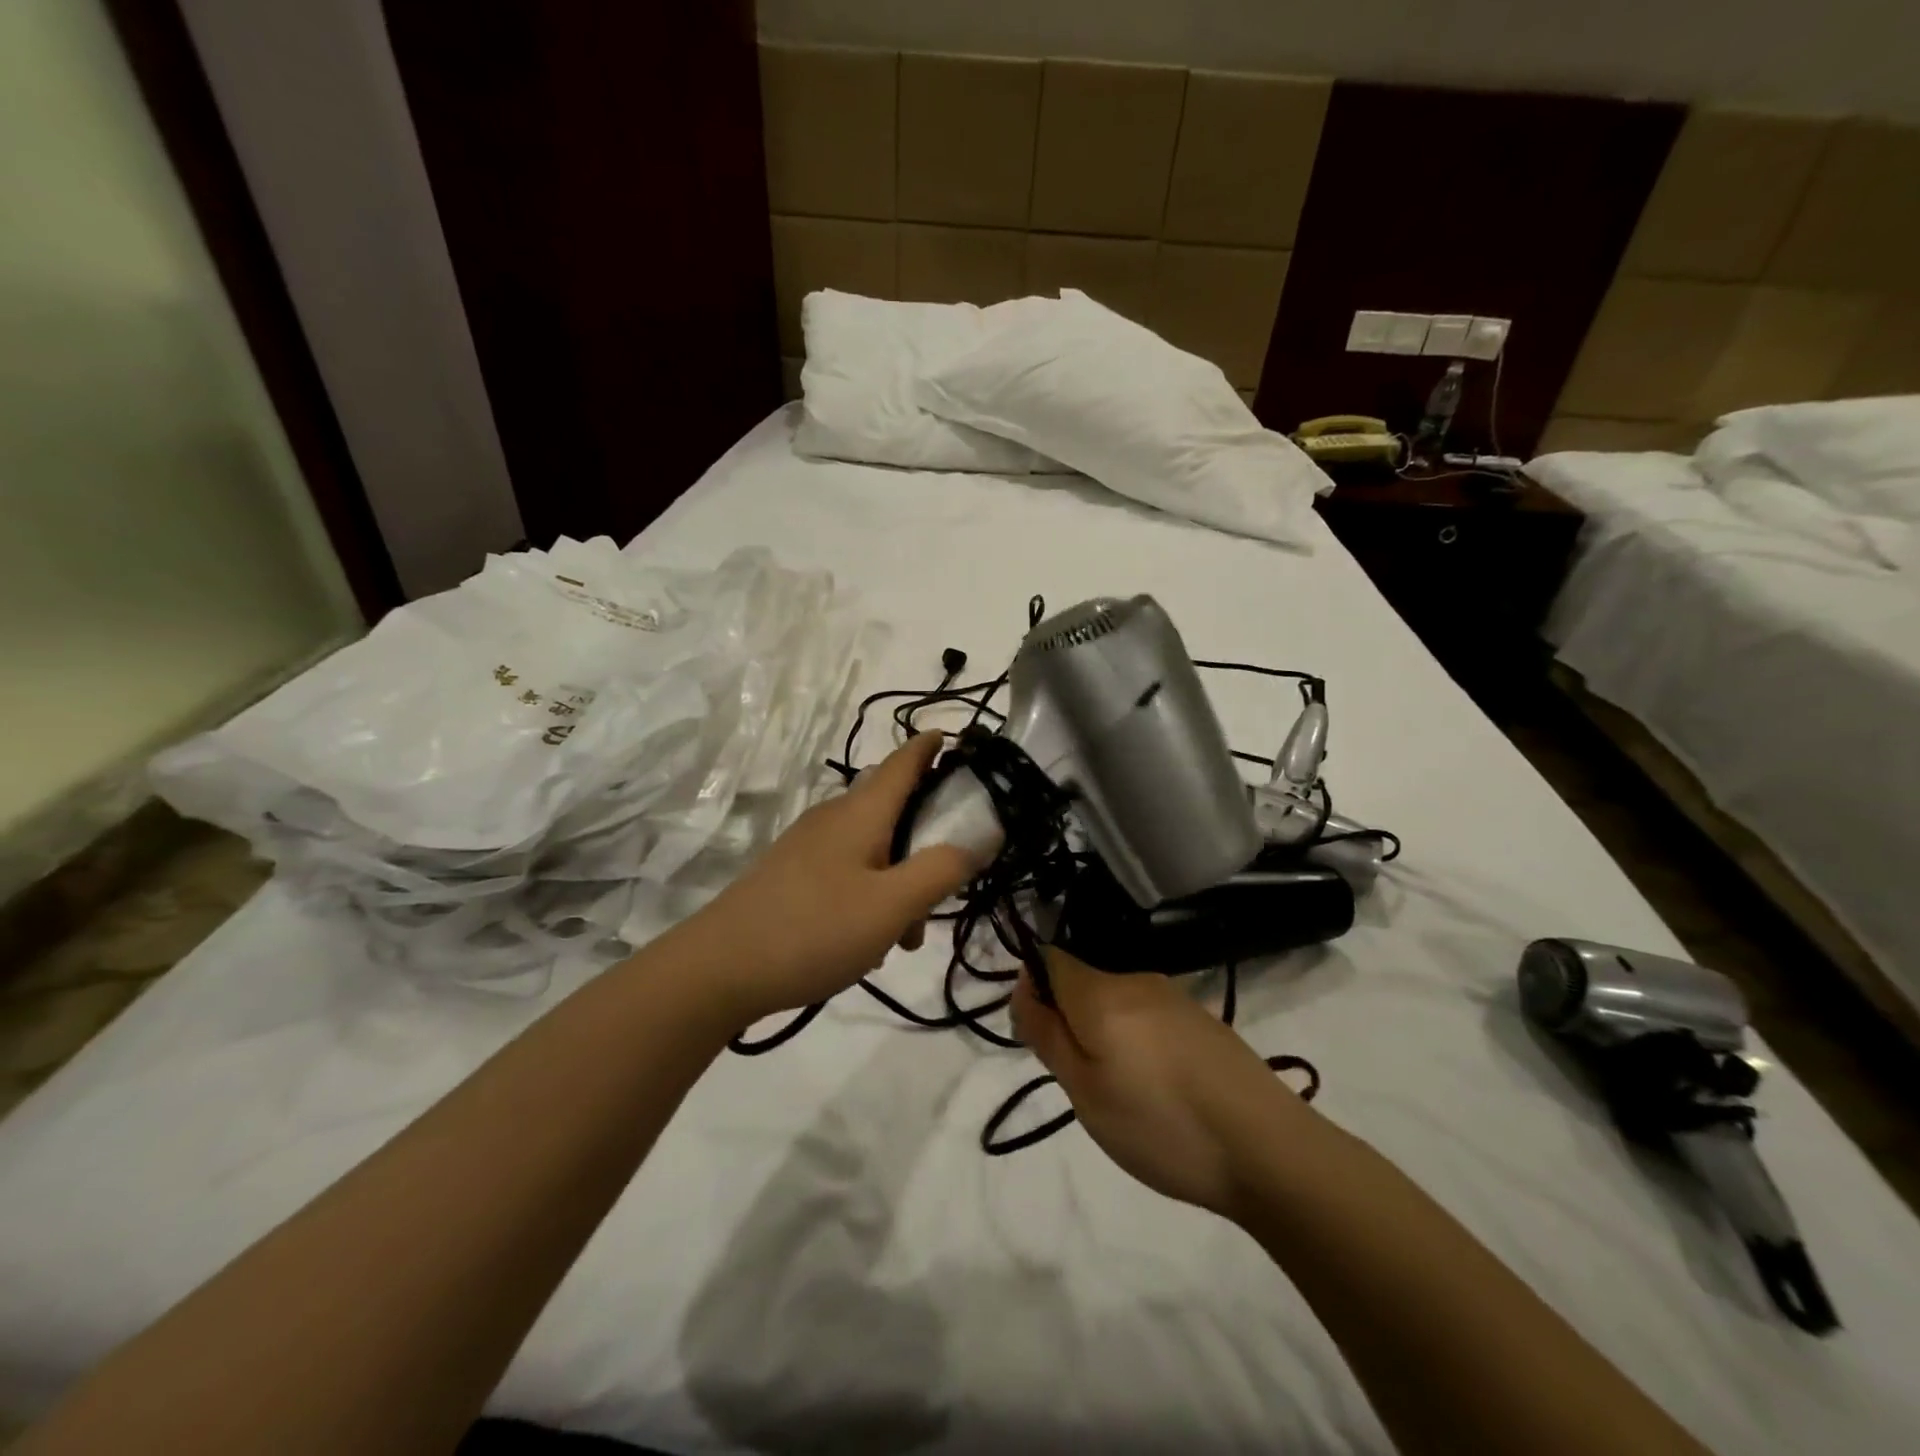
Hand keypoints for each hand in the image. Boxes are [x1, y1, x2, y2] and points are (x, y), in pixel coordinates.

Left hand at [694, 733, 977, 1025]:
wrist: (719, 970)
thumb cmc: (814, 929)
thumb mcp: (891, 906)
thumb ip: (940, 871)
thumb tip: (976, 840)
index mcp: (860, 813)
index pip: (903, 761)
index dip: (930, 745)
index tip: (956, 738)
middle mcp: (833, 818)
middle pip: (893, 811)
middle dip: (926, 843)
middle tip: (945, 888)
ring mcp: (808, 846)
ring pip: (872, 850)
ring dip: (899, 883)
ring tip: (902, 939)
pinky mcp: (791, 875)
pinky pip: (847, 873)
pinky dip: (870, 897)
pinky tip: (866, 944)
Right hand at [1012, 948, 1310, 1218]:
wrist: (1268, 1148)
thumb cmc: (1161, 1124)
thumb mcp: (1085, 1091)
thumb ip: (1048, 1034)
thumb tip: (1023, 989)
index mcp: (1101, 991)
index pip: (1049, 959)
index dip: (1033, 989)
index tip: (1039, 1038)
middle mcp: (1137, 980)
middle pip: (1084, 983)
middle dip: (1070, 1021)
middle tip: (1083, 1083)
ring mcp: (1176, 998)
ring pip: (1117, 1004)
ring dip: (1106, 1036)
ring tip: (1126, 1096)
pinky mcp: (1203, 1021)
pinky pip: (1150, 1018)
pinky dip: (1139, 1044)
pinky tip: (1162, 1091)